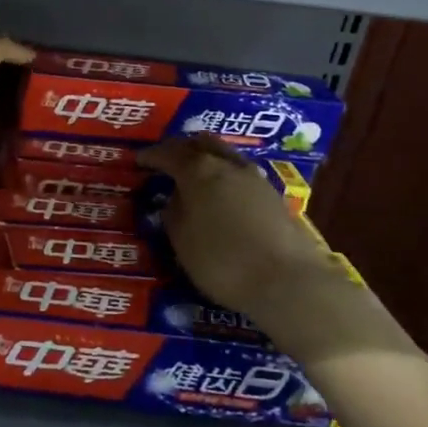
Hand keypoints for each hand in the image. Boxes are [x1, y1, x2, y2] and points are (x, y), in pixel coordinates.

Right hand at [140, 138, 329, 311]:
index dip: (150, 155)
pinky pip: (240, 173)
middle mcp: (227, 165)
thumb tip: (174, 199)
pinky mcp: (274, 196)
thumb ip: (173, 214)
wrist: (290, 282)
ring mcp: (255, 178)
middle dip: (181, 148)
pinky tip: (221, 192)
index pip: (168, 153)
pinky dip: (224, 175)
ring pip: (224, 155)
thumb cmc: (224, 261)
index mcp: (198, 171)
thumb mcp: (182, 242)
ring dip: (206, 158)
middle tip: (166, 159)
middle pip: (200, 143)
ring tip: (194, 173)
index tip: (137, 160)